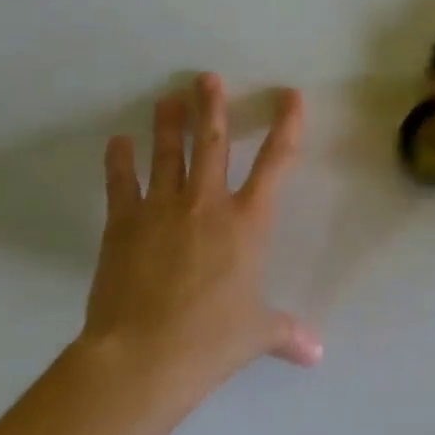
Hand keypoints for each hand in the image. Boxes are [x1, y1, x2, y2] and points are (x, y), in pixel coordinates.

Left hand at [80, 74, 320, 380]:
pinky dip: (119, 161)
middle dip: (213, 107)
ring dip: (169, 123)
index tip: (291, 96)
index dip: (287, 126)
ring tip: (167, 98)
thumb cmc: (212, 339)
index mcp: (249, 223)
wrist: (144, 356)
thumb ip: (287, 333)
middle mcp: (208, 204)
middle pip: (213, 143)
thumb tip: (316, 354)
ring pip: (169, 154)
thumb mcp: (257, 334)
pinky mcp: (123, 224)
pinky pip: (122, 183)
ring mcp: (163, 209)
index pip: (277, 163)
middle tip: (207, 78)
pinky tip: (118, 142)